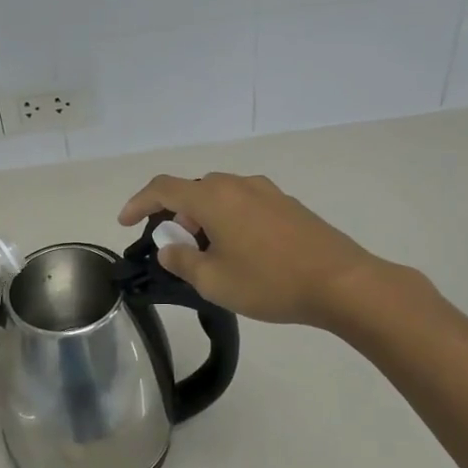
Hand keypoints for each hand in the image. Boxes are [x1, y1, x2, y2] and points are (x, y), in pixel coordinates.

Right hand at [119, 172, 411, 328]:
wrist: (342, 283)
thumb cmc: (269, 281)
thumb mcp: (213, 281)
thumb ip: (181, 261)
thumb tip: (169, 248)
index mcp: (213, 198)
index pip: (163, 188)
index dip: (138, 202)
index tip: (125, 222)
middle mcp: (238, 185)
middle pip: (194, 191)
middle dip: (176, 216)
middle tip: (175, 249)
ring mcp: (267, 192)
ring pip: (221, 197)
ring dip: (204, 219)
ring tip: (210, 255)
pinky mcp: (288, 205)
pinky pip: (245, 204)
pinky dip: (229, 220)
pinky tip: (242, 252)